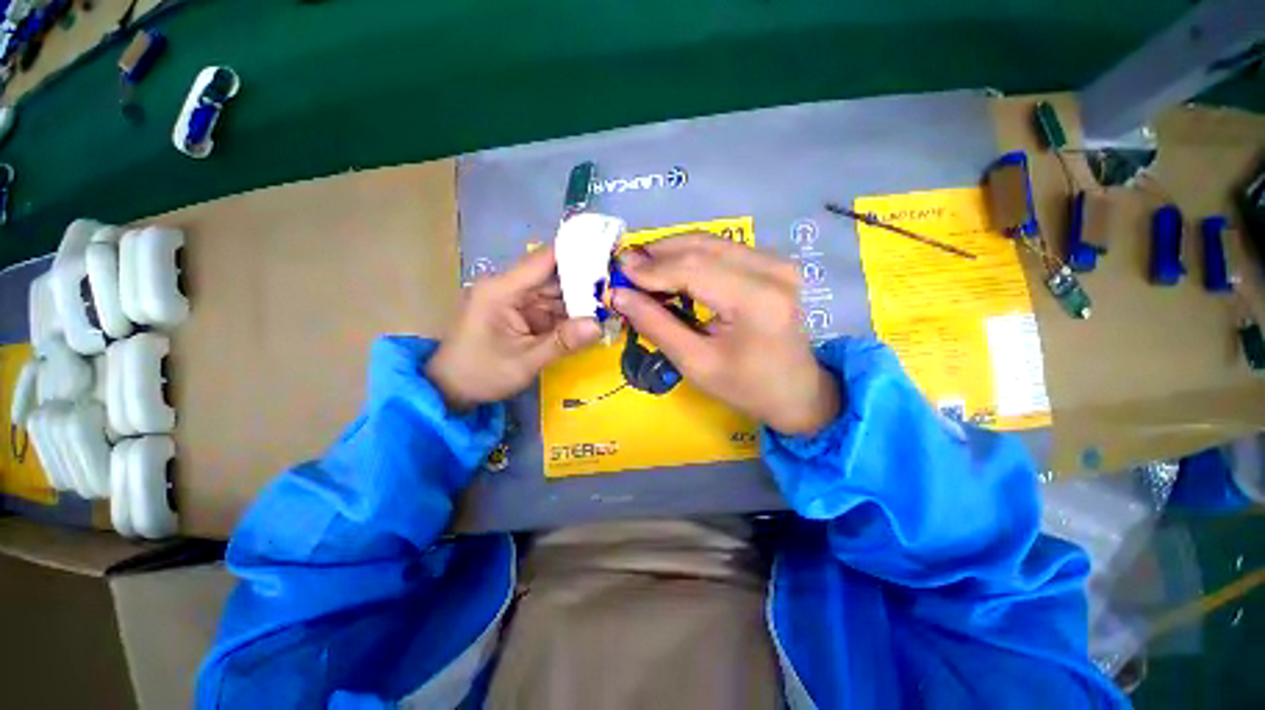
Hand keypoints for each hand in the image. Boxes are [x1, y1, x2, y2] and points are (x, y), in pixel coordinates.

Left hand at [427, 246, 601, 409]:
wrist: (451, 390)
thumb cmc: (481, 373)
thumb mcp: (524, 361)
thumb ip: (562, 342)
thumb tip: (599, 326)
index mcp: (502, 290)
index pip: (544, 260)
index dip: (575, 251)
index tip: (607, 248)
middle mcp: (510, 288)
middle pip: (554, 276)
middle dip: (586, 280)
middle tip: (619, 283)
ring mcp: (516, 300)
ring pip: (556, 292)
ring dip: (582, 298)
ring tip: (613, 299)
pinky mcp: (521, 313)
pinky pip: (552, 308)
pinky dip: (571, 313)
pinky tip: (594, 316)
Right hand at [611, 234, 839, 434]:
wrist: (797, 392)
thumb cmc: (746, 387)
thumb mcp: (695, 363)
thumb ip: (656, 325)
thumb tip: (619, 295)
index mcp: (756, 300)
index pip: (693, 269)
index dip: (651, 269)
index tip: (617, 272)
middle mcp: (772, 269)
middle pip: (701, 246)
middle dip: (657, 254)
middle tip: (625, 268)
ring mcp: (777, 262)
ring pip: (710, 242)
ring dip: (671, 252)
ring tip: (642, 271)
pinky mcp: (773, 263)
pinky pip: (722, 249)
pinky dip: (691, 257)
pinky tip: (671, 271)